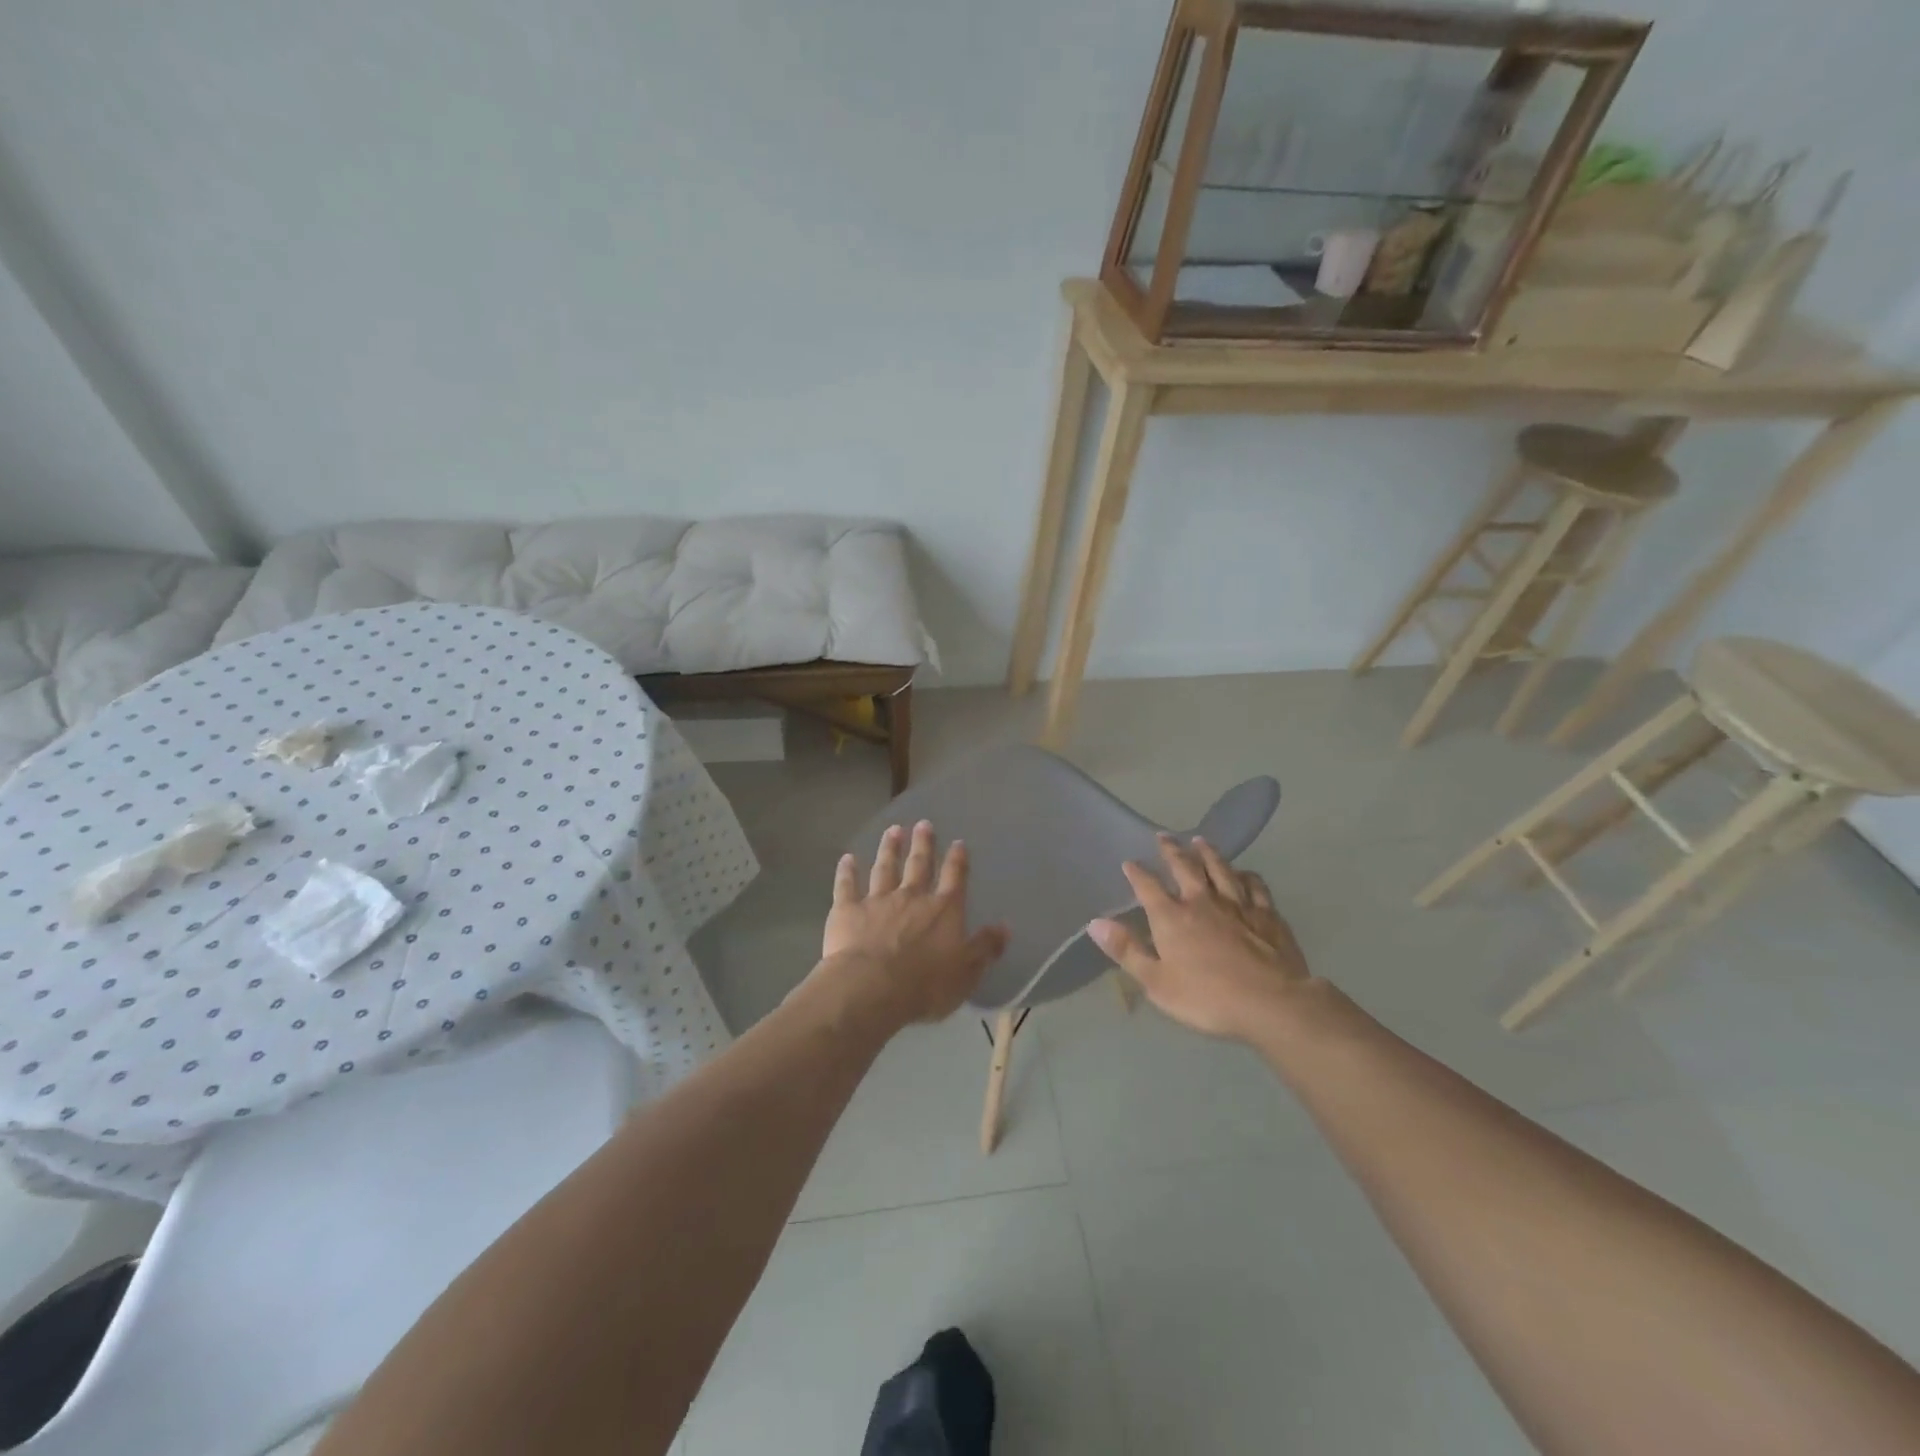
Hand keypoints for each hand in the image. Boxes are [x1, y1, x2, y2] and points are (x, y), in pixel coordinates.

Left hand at [814, 821, 1007, 1027]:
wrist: (871, 989)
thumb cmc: (925, 986)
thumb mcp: (967, 972)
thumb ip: (986, 947)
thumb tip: (1005, 926)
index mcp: (943, 910)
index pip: (954, 878)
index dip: (957, 860)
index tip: (958, 843)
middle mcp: (912, 897)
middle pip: (919, 864)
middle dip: (923, 844)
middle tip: (923, 824)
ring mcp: (878, 900)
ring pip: (885, 868)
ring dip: (890, 849)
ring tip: (893, 830)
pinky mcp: (848, 910)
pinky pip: (847, 886)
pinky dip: (846, 871)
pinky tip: (847, 858)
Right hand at [1088, 835, 1311, 1042]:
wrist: (1271, 1003)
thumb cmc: (1207, 998)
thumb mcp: (1157, 982)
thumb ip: (1127, 951)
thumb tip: (1095, 923)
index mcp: (1172, 917)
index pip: (1148, 887)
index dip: (1137, 873)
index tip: (1129, 862)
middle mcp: (1202, 901)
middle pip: (1185, 868)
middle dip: (1172, 851)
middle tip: (1164, 837)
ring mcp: (1237, 905)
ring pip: (1220, 870)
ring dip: (1208, 854)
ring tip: (1200, 841)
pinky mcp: (1267, 914)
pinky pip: (1255, 886)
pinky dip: (1246, 876)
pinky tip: (1244, 873)